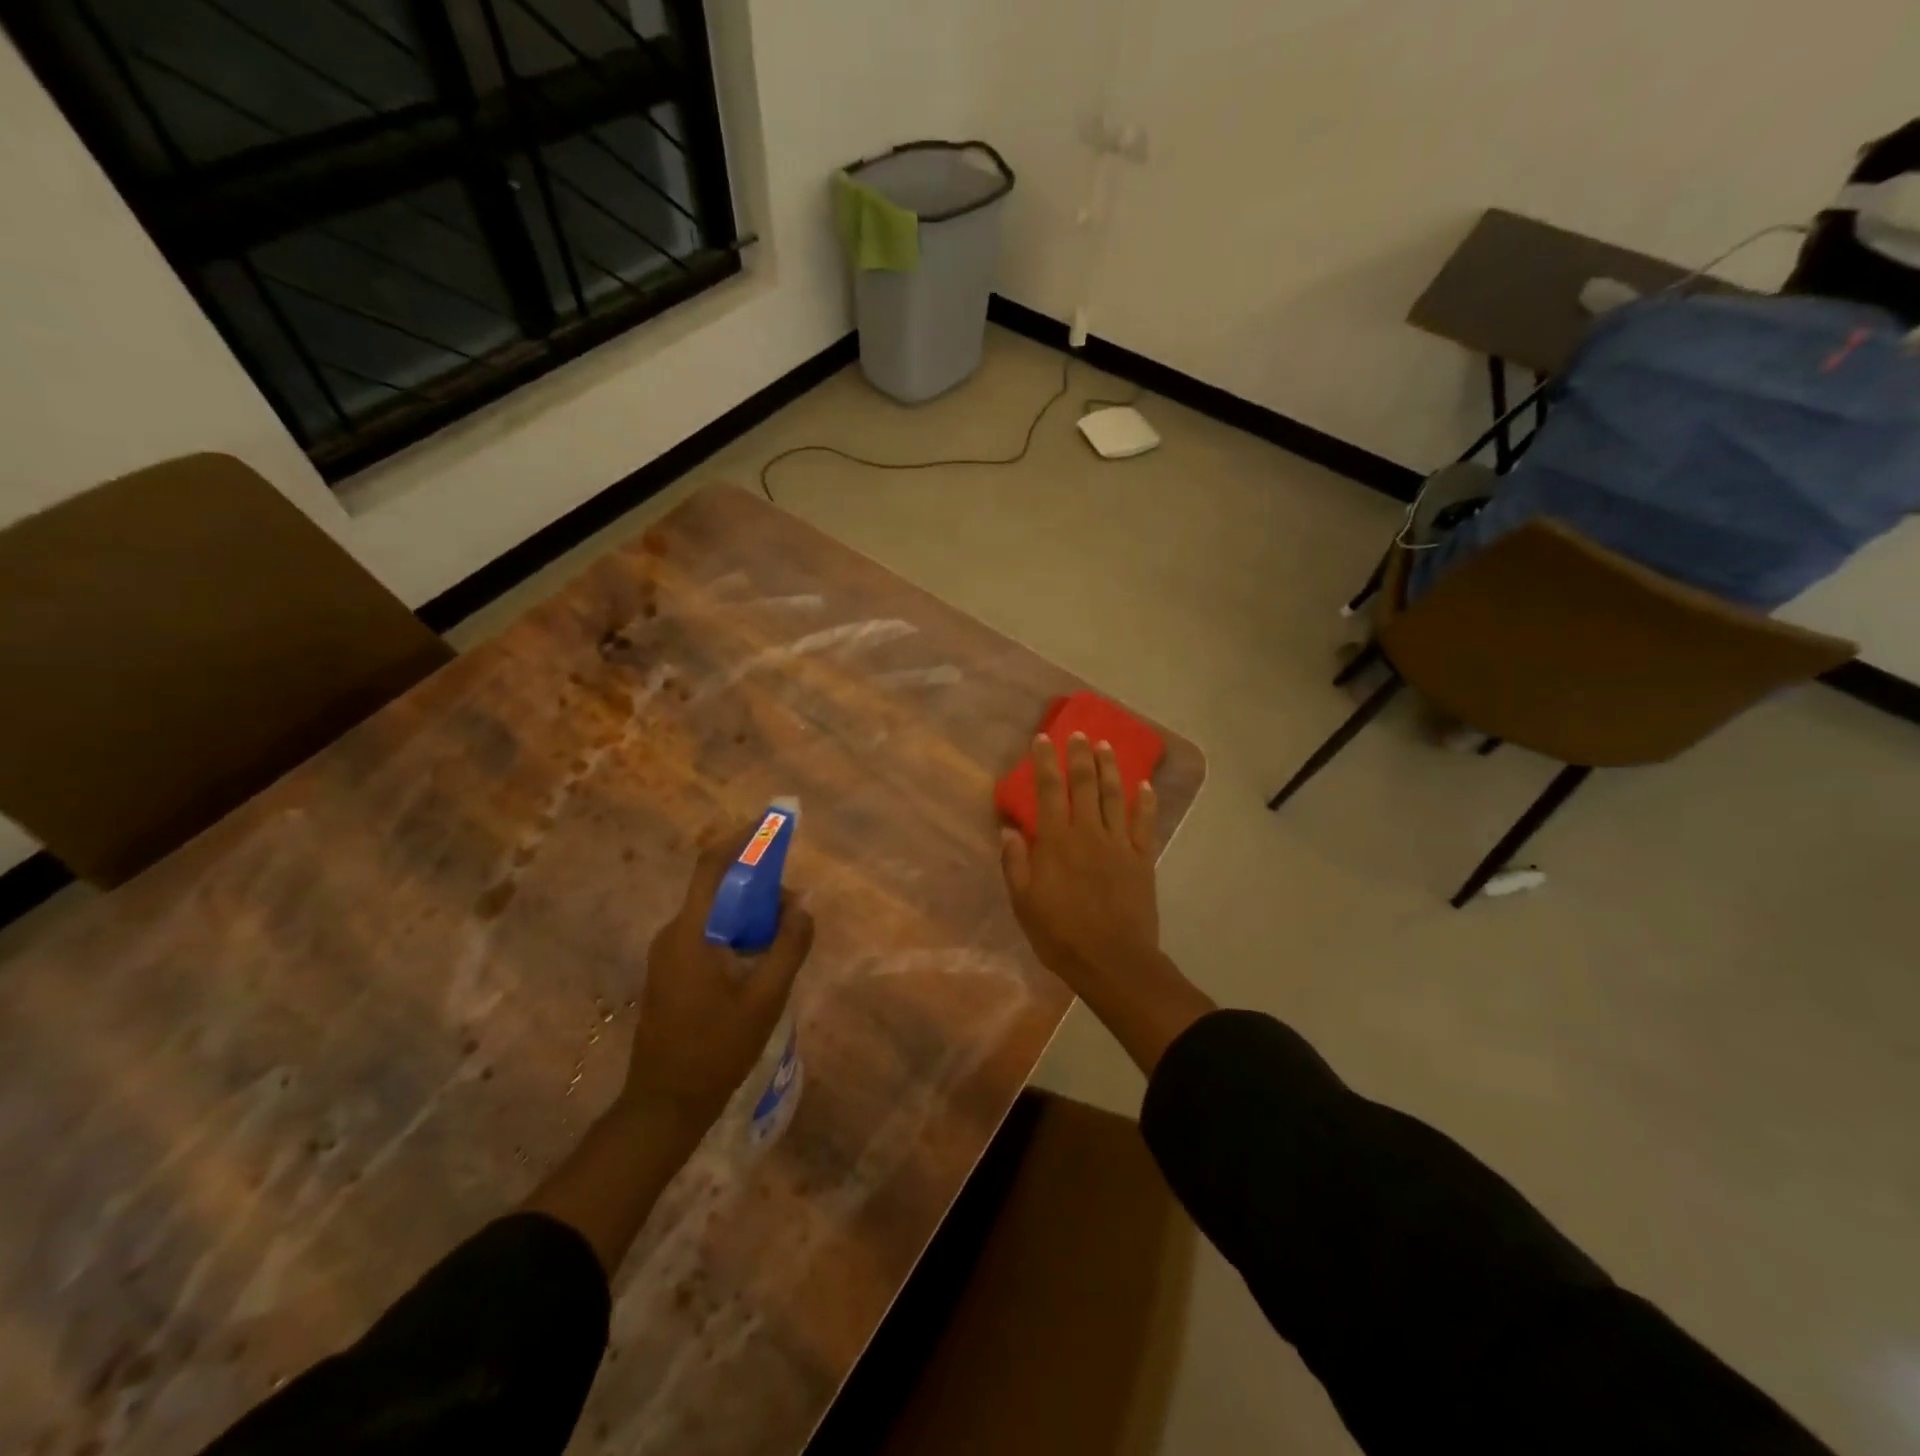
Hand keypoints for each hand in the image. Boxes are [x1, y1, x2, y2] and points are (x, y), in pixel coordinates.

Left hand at [624, 823, 814, 1128]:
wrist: (664, 1106)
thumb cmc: (716, 1051)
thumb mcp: (765, 999)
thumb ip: (788, 947)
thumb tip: (803, 904)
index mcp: (690, 933)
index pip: (712, 866)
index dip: (741, 839)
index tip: (772, 826)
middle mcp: (674, 934)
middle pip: (717, 888)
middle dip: (758, 883)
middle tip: (794, 904)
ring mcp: (669, 955)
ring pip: (714, 913)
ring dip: (749, 911)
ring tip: (784, 933)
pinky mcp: (672, 972)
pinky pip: (708, 934)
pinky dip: (737, 931)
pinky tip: (761, 957)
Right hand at [1001, 733, 1159, 992]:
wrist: (1112, 960)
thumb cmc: (1060, 934)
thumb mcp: (1024, 902)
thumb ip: (1016, 863)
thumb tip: (1010, 830)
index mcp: (1057, 841)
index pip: (1049, 791)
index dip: (1046, 762)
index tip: (1043, 739)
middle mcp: (1088, 833)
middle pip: (1085, 785)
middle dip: (1080, 755)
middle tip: (1078, 733)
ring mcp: (1119, 844)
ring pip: (1115, 796)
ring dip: (1110, 769)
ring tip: (1105, 746)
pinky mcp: (1142, 859)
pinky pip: (1144, 824)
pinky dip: (1145, 803)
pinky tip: (1144, 786)